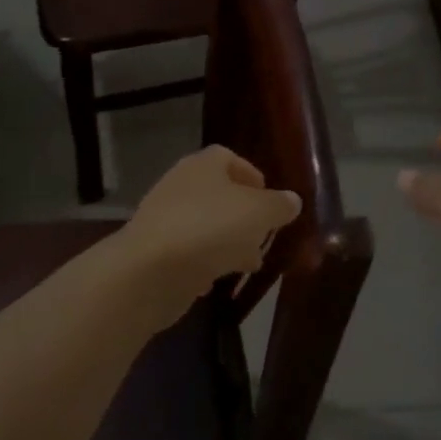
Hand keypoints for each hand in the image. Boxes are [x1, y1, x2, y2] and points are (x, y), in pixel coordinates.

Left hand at [113, 145, 300, 325]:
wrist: (148, 271)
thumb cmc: (210, 229)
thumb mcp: (258, 214)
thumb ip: (278, 206)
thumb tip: (291, 200)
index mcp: (204, 165)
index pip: (229, 158)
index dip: (251, 175)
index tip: (270, 200)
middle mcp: (181, 184)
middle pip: (218, 193)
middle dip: (243, 214)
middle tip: (263, 234)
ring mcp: (163, 218)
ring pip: (204, 225)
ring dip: (226, 242)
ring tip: (248, 263)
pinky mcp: (154, 251)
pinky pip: (186, 253)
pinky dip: (202, 264)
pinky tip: (214, 282)